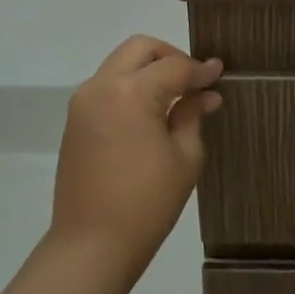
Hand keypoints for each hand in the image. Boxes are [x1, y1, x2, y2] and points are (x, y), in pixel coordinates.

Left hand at [51, 36, 221, 275]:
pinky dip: (130, 87)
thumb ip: (193, 116)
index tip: (219, 73)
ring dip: (148, 70)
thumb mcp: (184, 157)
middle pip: (139, 49)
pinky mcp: (75, 121)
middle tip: (193, 79)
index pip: (173, 66)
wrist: (91, 244)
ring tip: (175, 96)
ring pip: (120, 64)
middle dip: (170, 56)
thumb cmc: (147, 203)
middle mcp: (101, 87)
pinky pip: (107, 87)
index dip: (200, 69)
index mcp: (130, 93)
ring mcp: (83, 103)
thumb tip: (206, 94)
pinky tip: (151, 111)